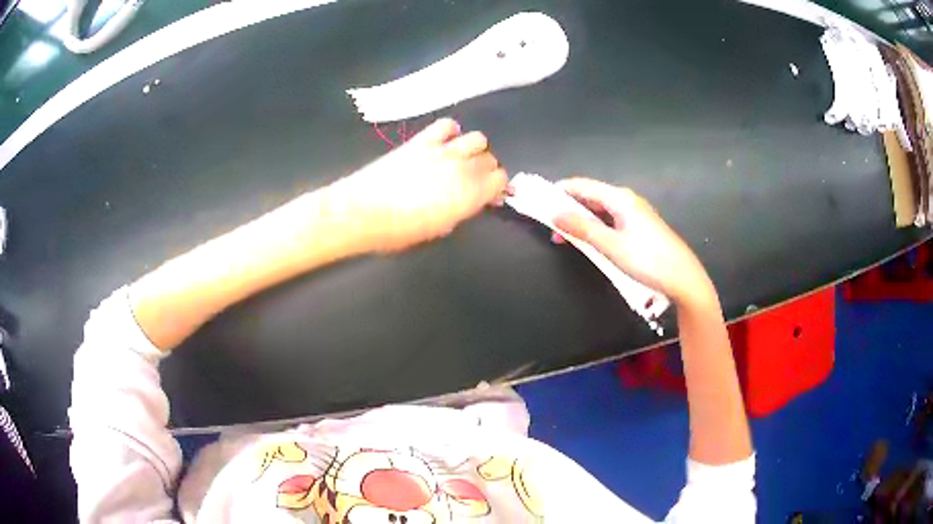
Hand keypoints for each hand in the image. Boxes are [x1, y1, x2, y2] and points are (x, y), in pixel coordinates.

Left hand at [328, 119, 507, 251]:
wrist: (363, 211)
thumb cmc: (399, 231)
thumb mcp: (438, 229)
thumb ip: (461, 211)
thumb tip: (470, 202)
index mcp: (469, 196)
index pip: (500, 180)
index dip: (497, 187)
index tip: (489, 193)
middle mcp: (463, 170)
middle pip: (490, 160)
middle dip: (486, 169)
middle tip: (473, 179)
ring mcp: (443, 151)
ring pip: (478, 139)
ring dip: (475, 149)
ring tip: (462, 158)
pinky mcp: (423, 140)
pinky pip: (447, 125)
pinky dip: (451, 131)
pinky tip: (444, 142)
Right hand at [552, 178, 712, 305]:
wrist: (683, 279)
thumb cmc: (648, 260)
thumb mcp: (611, 246)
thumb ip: (582, 228)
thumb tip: (555, 214)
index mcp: (620, 198)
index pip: (582, 185)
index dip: (559, 191)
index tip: (538, 201)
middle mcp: (627, 200)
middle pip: (591, 196)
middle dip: (568, 208)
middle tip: (549, 225)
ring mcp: (635, 214)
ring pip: (600, 210)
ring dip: (581, 221)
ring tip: (564, 238)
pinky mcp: (640, 228)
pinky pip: (611, 221)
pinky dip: (595, 228)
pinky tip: (588, 242)